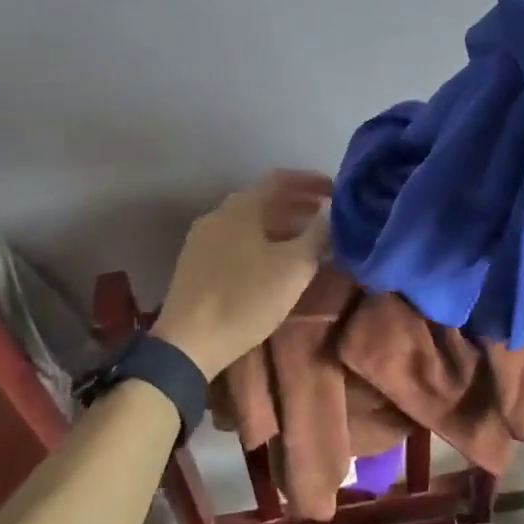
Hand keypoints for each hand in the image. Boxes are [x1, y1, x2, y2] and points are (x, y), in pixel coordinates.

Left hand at [152, 170, 331, 377]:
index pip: (281, 178)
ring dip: (281, 224)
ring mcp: (203, 239)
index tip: (336, 191)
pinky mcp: (196, 263)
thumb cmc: (245, 298)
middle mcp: (219, 214)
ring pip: (250, 221)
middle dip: (299, 204)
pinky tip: (275, 262)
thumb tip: (331, 212)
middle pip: (264, 199)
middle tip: (326, 216)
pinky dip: (262, 241)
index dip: (311, 180)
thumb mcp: (294, 267)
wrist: (187, 344)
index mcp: (242, 207)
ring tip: (307, 241)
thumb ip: (317, 234)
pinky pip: (237, 240)